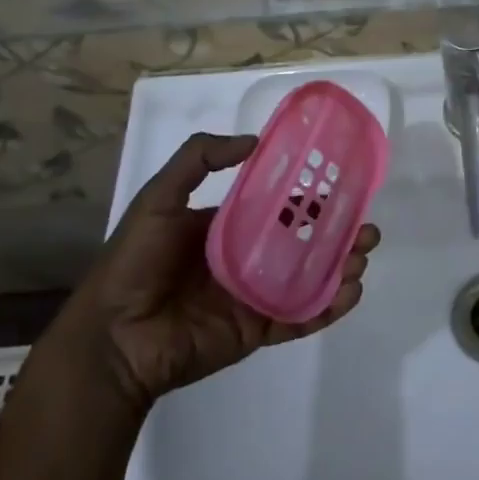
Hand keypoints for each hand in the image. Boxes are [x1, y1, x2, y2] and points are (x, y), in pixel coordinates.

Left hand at [52, 133, 377, 411]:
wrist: (112, 339)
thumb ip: (200, 158)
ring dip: (341, 264)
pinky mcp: (257, 329)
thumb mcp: (159, 197)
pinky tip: (351, 291)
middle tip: (366, 225)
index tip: (341, 182)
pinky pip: (300, 316)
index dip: (308, 194)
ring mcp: (254, 294)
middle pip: (303, 239)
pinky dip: (329, 307)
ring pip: (309, 276)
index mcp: (227, 225)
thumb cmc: (134, 262)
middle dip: (338, 231)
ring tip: (363, 254)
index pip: (277, 203)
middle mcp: (246, 256)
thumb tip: (255, 140)